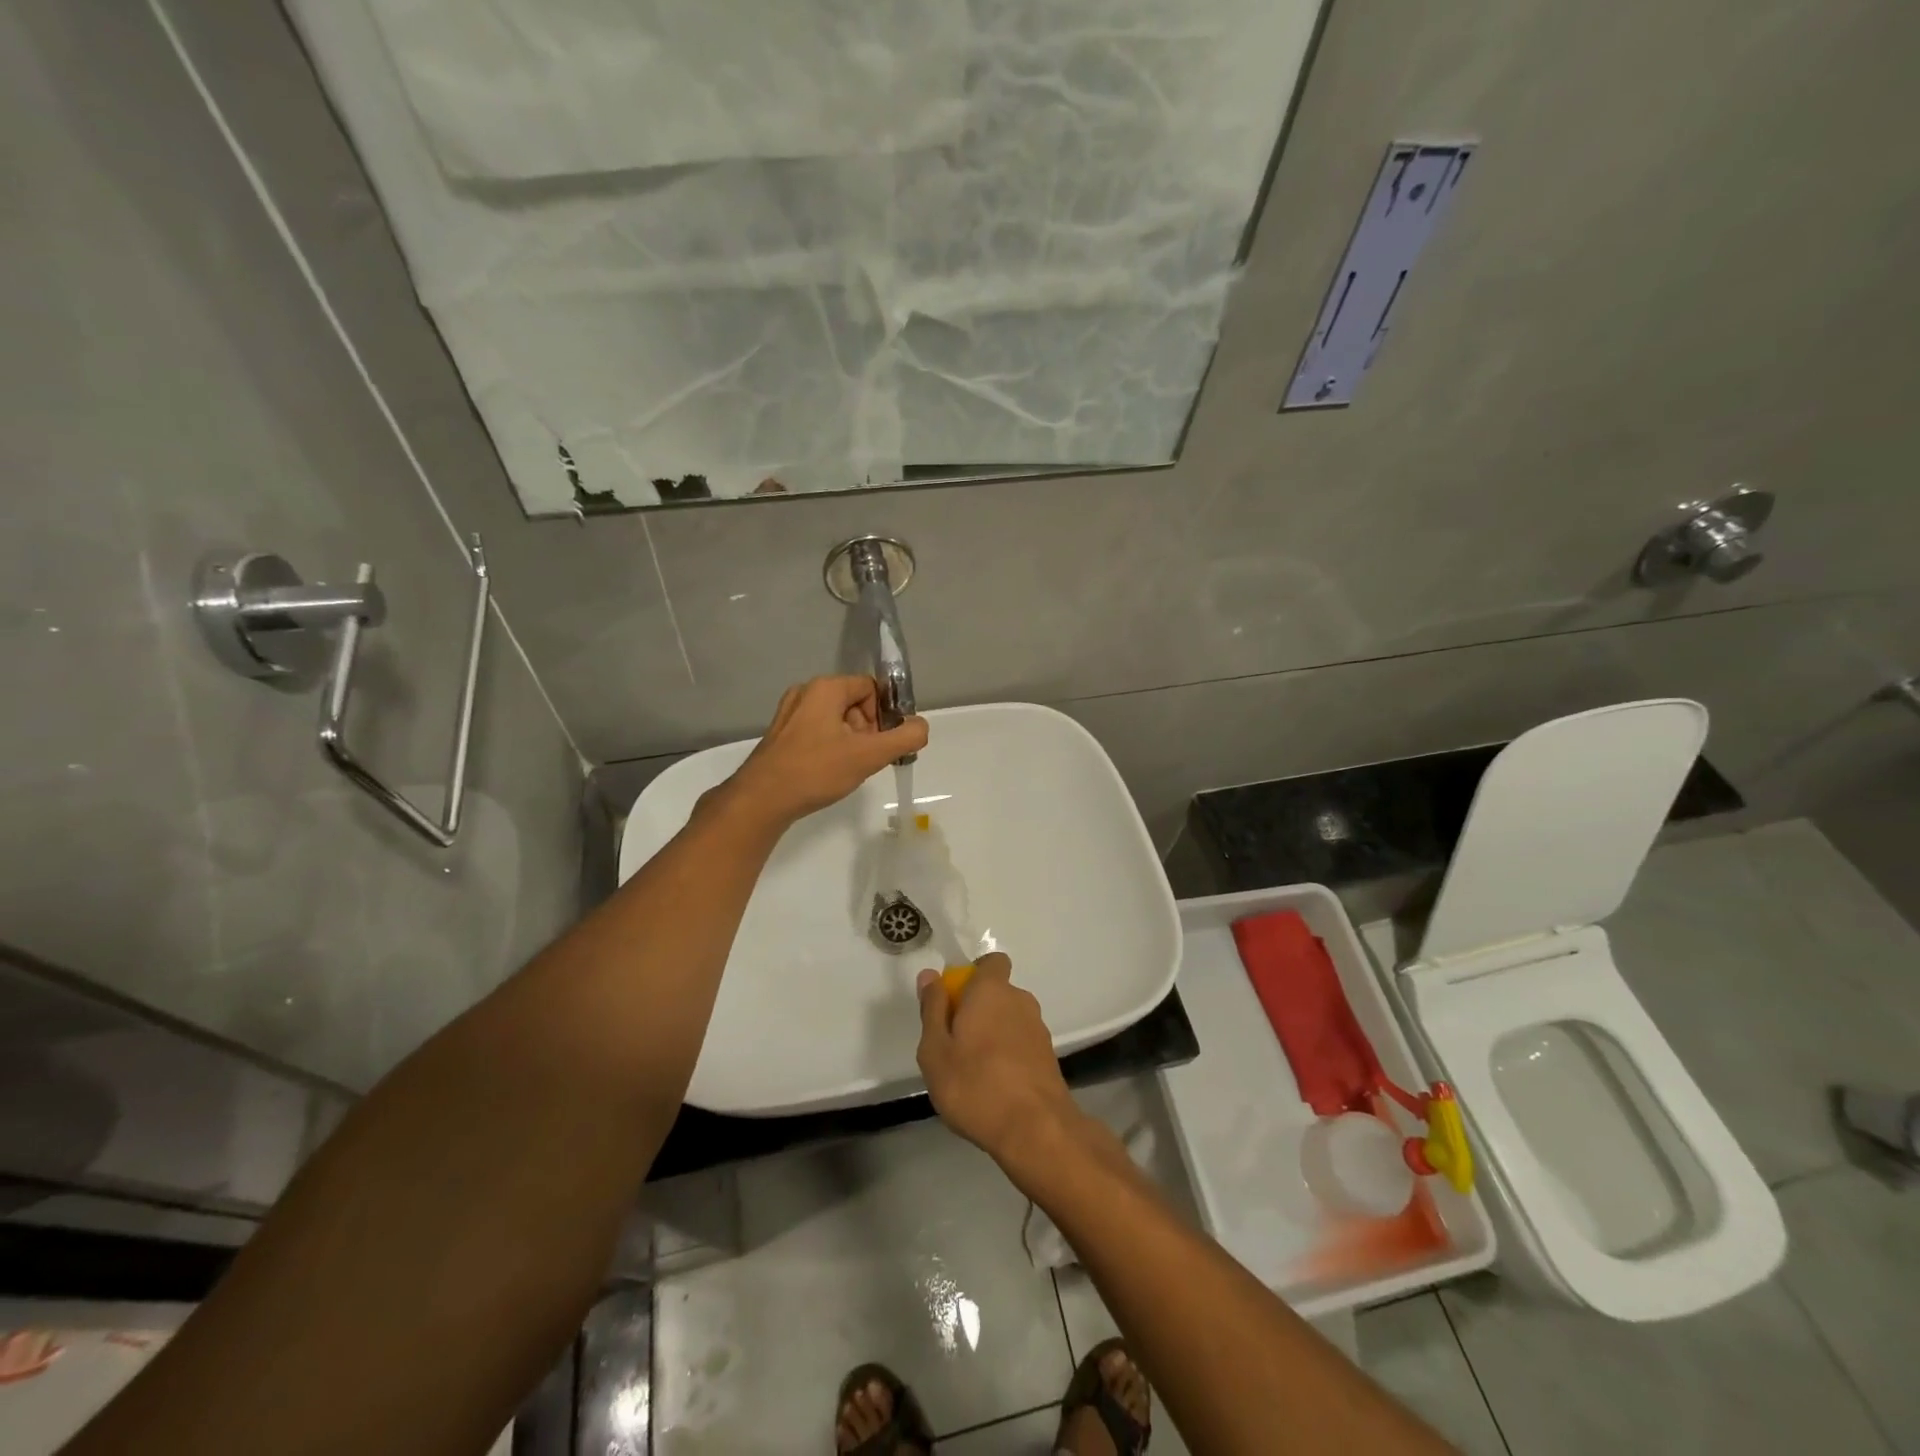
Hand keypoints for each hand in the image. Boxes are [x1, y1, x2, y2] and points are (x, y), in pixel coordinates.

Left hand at [718, 676, 927, 828]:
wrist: (761, 800)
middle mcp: (805, 693)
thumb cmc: (816, 771)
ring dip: (851, 741)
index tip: (883, 743)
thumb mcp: (869, 755)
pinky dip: (831, 748)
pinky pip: (818, 732)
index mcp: (825, 688)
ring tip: (848, 768)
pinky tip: (828, 772)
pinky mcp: (780, 735)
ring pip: (836, 720)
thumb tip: (922, 726)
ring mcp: (789, 714)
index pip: (871, 688)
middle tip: (866, 758)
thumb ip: (904, 738)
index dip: (884, 715)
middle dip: (868, 729)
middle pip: (854, 703)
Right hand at [915, 953, 1078, 1166]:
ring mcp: (1038, 1029)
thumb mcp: (935, 1050)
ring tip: (972, 1071)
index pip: (991, 961)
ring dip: (992, 1034)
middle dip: (977, 1009)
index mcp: (992, 990)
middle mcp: (1020, 1000)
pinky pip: (1021, 1043)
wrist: (1036, 1130)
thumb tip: (930, 976)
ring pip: (1009, 1019)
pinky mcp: (1048, 1056)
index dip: (973, 974)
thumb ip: (932, 1009)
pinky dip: (1007, 1055)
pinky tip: (994, 1087)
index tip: (954, 1000)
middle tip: (954, 1044)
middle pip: (997, 992)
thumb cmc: (975, 1085)